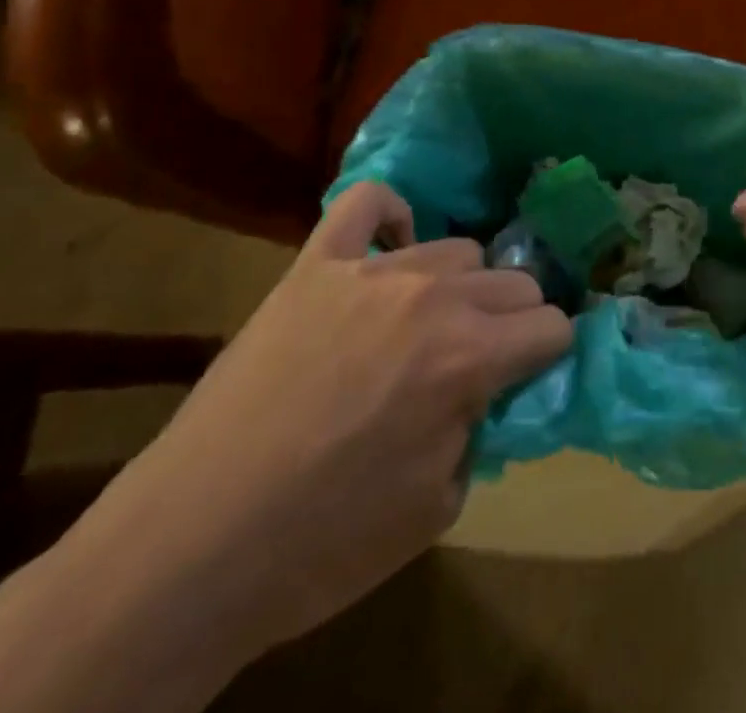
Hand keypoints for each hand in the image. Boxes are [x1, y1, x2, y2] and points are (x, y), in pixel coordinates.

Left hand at [67, 183, 572, 665]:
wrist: (193, 544)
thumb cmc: (323, 543)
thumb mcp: (438, 506)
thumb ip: (482, 428)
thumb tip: (491, 390)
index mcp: (469, 358)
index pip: (552, 326)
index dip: (549, 354)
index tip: (531, 374)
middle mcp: (432, 299)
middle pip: (515, 280)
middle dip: (515, 320)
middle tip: (483, 357)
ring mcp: (369, 272)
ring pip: (457, 248)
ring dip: (460, 288)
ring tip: (428, 325)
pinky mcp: (314, 265)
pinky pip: (367, 202)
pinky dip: (389, 217)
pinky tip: (390, 249)